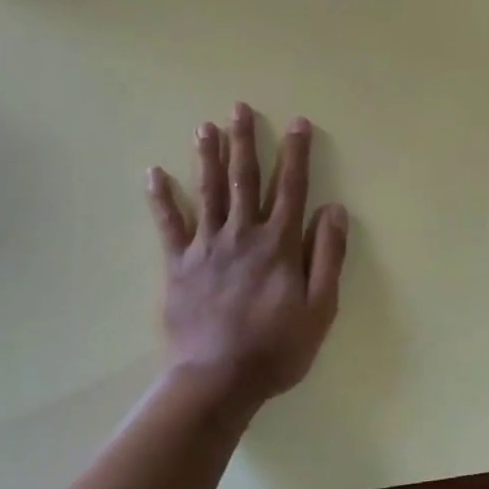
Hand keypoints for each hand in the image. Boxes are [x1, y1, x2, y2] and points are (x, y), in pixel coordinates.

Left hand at [146, 103, 347, 408]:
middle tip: (240, 107)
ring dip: (207, 156)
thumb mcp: (320, 308)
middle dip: (245, 141)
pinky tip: (153, 173)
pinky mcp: (179, 265)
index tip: (298, 123)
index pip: (291, 187)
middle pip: (245, 179)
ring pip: (208, 192)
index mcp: (279, 244)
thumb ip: (328, 256)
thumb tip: (334, 209)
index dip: (296, 153)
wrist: (217, 381)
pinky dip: (161, 199)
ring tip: (205, 126)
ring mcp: (207, 247)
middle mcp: (243, 235)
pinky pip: (169, 225)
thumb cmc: (276, 348)